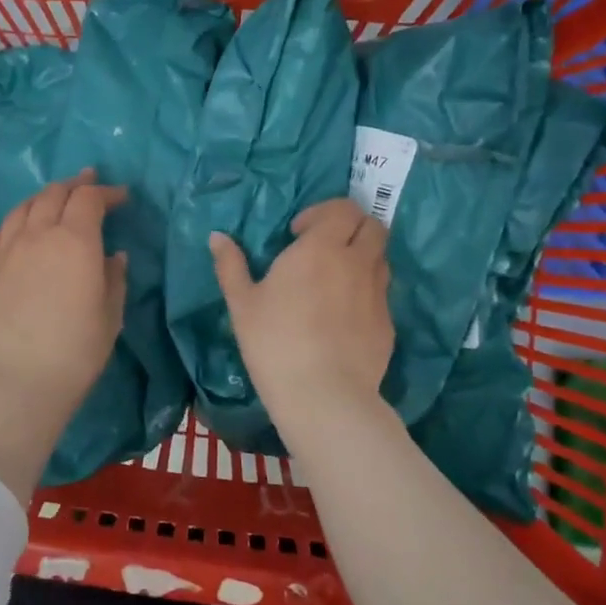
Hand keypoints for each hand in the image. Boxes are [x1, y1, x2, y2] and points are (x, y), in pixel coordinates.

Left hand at [0, 172, 127, 502]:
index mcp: (74, 240)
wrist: (12, 384)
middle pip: (54, 194)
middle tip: (89, 184)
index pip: (90, 198)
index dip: (108, 192)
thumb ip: (113, 278)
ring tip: (54, 202)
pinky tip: (18, 231)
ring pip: (23, 207)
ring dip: (44, 198)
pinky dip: (15, 222)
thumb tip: (112, 256)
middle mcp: (37, 234)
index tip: (122, 197)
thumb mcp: (109, 317)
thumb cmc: (73, 353)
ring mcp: (4, 249)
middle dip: (75, 185)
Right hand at [211, 199, 394, 446]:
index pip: (343, 208)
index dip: (323, 212)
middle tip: (324, 247)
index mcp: (321, 248)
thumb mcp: (242, 303)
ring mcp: (377, 293)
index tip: (298, 233)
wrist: (324, 396)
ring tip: (334, 280)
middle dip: (351, 227)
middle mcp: (356, 262)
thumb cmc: (275, 342)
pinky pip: (381, 293)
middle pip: (372, 226)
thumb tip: (217, 236)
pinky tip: (343, 317)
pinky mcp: (388, 323)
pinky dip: (366, 291)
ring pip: (380, 258)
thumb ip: (230, 265)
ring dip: (361, 257)